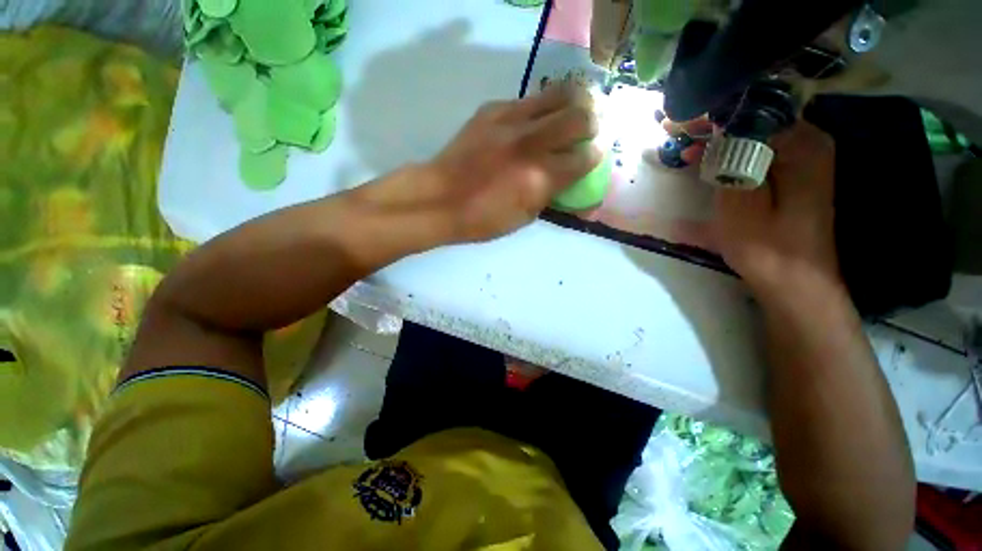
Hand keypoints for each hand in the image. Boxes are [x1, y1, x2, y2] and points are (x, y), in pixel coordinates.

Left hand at [358, 85, 601, 243]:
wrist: (440, 198)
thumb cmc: (482, 219)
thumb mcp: (524, 218)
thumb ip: (552, 195)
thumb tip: (573, 184)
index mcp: (540, 178)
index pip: (585, 157)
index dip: (595, 156)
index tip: (592, 157)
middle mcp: (531, 144)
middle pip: (581, 116)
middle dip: (592, 123)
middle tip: (588, 130)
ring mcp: (511, 121)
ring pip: (559, 93)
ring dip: (574, 102)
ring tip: (572, 113)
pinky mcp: (493, 109)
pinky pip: (528, 99)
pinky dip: (540, 108)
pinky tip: (533, 122)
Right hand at [670, 119, 840, 294]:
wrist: (795, 282)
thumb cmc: (767, 247)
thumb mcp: (741, 203)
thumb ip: (733, 160)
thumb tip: (718, 127)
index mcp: (801, 145)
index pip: (753, 111)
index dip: (712, 113)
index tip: (678, 122)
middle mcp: (809, 141)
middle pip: (756, 116)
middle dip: (713, 121)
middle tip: (674, 129)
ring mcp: (805, 157)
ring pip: (756, 131)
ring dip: (719, 135)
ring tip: (685, 144)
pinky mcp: (795, 173)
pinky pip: (759, 149)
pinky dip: (731, 150)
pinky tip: (708, 159)